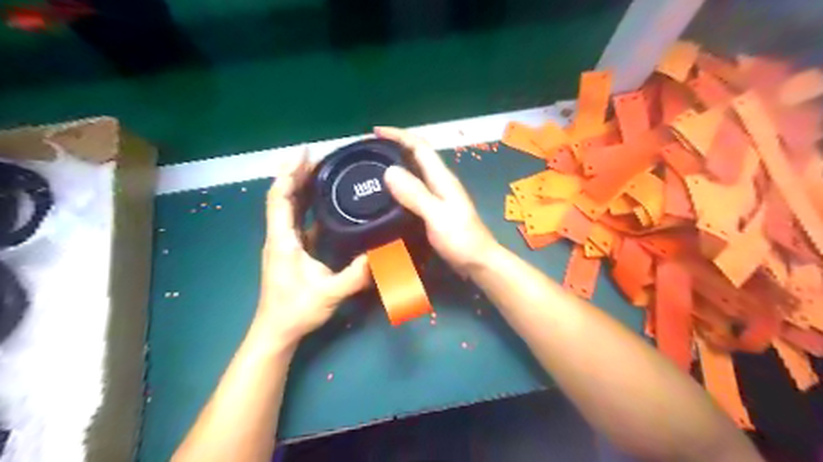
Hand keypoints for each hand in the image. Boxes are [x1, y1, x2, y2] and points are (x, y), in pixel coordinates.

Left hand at [259, 150, 371, 345]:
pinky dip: (305, 204)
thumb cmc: (296, 311)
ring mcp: (284, 243)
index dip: (288, 174)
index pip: (279, 198)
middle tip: (317, 155)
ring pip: (288, 207)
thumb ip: (356, 275)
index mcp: (283, 240)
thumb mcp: (329, 293)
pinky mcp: (291, 250)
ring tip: (319, 169)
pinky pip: (296, 219)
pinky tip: (321, 200)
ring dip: (299, 186)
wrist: (277, 331)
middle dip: (296, 173)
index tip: (303, 154)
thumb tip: (383, 255)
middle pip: (282, 196)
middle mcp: (279, 236)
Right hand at [375, 126, 497, 276]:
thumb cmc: (461, 239)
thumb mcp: (436, 215)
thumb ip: (415, 194)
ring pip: (415, 172)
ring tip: (373, 169)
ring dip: (396, 166)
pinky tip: (388, 195)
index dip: (398, 135)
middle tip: (369, 151)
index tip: (375, 132)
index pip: (419, 146)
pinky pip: (415, 190)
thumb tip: (389, 170)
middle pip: (417, 156)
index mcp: (442, 178)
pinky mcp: (436, 209)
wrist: (478, 262)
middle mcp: (440, 182)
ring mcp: (439, 196)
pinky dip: (400, 186)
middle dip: (395, 147)